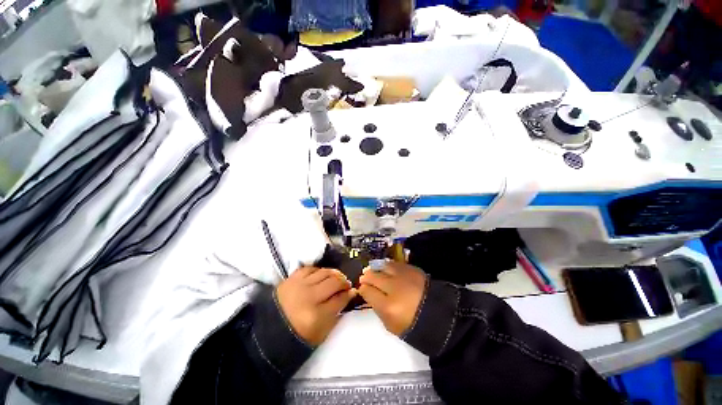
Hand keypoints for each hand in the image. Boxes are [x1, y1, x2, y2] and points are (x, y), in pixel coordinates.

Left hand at [276, 267, 356, 345]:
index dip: (349, 294)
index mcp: (316, 316)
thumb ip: (337, 314)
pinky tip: (321, 275)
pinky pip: (311, 268)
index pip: (340, 299)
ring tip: (336, 278)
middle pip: (334, 282)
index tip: (352, 291)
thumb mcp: (321, 332)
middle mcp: (309, 297)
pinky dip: (319, 271)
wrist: (269, 330)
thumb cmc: (298, 334)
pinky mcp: (292, 278)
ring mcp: (300, 285)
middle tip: (346, 284)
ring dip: (334, 274)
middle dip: (344, 282)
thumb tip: (350, 295)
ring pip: (324, 272)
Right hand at [358, 261, 427, 335]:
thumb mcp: (391, 325)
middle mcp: (394, 288)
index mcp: (388, 306)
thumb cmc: (413, 324)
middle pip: (373, 276)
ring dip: (376, 268)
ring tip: (374, 271)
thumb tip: (369, 294)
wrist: (438, 314)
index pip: (367, 291)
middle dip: (366, 277)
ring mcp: (403, 276)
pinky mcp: (411, 269)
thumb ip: (377, 309)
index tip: (362, 289)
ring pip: (382, 266)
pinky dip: (387, 266)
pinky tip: (386, 269)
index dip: (362, 289)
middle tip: (365, 278)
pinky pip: (394, 263)